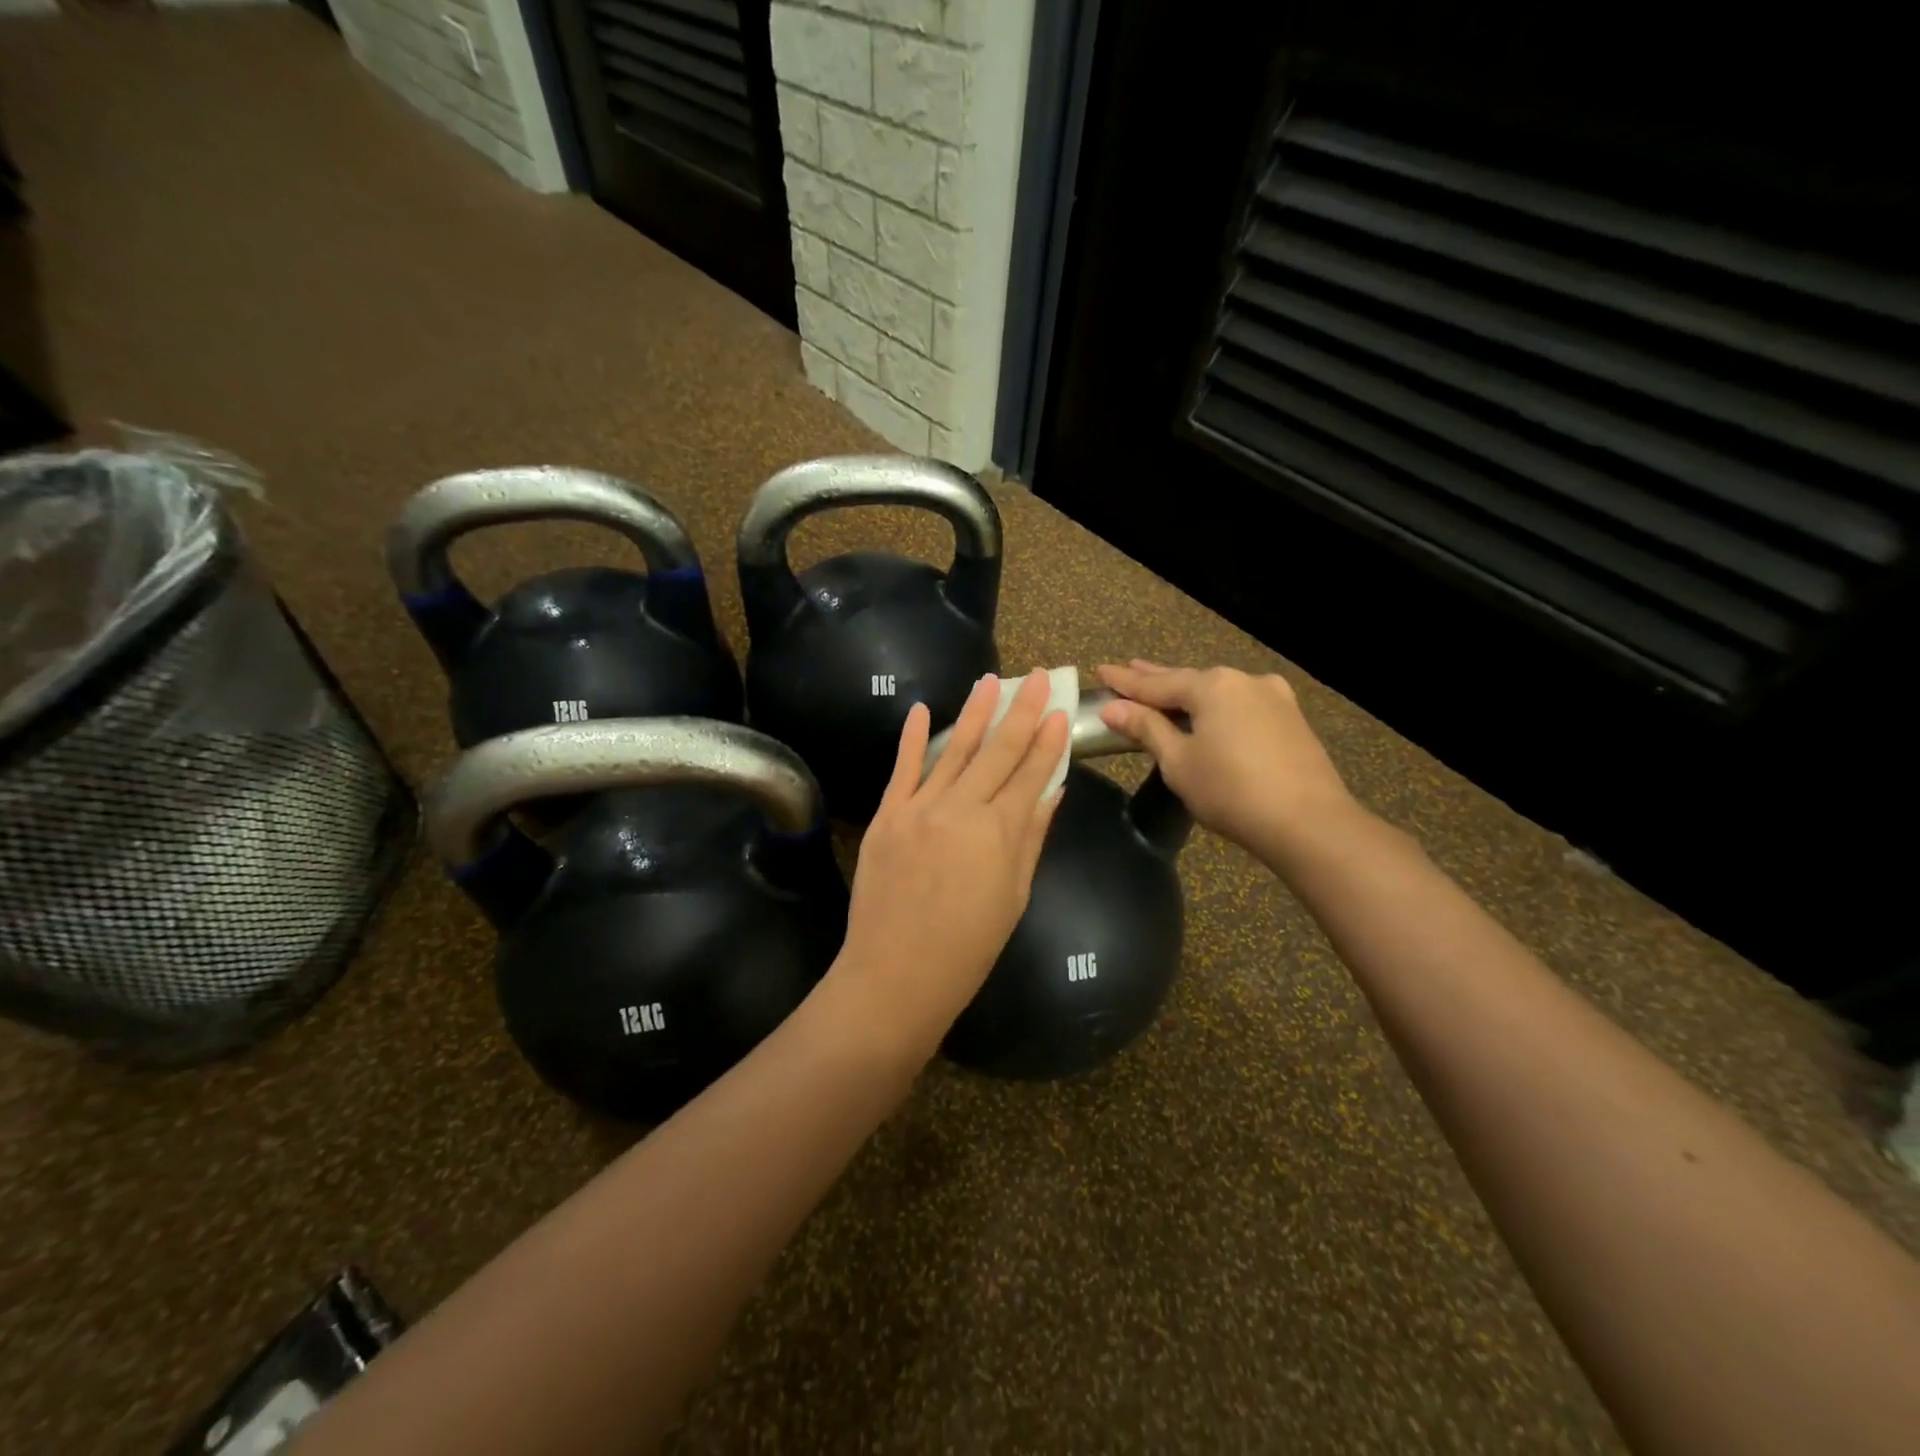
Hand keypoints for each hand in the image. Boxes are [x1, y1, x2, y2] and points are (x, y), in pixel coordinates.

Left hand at [828, 671, 1070, 1058]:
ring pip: (953, 749)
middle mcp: (962, 809)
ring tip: (991, 680)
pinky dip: (911, 737)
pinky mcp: (887, 815)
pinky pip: (903, 768)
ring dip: (974, 712)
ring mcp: (919, 808)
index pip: (1031, 774)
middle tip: (1039, 676)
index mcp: (1000, 833)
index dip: (1048, 741)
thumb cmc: (967, 948)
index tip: (1061, 711)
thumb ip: (1031, 838)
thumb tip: (1051, 792)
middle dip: (1022, 711)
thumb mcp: (1013, 896)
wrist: (895, 975)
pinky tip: (921, 708)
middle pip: (998, 751)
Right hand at [1095, 660, 1355, 858]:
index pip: (1156, 683)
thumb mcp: (1178, 762)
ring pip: (1218, 692)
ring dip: (1188, 693)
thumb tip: (1113, 708)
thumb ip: (1146, 729)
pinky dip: (1216, 707)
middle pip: (1188, 680)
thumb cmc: (1231, 791)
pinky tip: (1210, 712)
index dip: (1125, 681)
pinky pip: (1241, 706)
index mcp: (1212, 686)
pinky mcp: (1291, 720)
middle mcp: (1244, 681)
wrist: (1309, 823)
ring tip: (1164, 690)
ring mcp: (1273, 698)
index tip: (1101, 670)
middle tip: (1128, 671)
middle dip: (1156, 679)